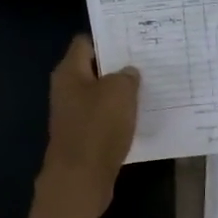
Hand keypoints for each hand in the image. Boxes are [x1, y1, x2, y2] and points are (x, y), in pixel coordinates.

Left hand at [40, 35, 139, 215]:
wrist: (80, 178)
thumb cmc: (97, 127)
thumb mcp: (119, 92)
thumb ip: (126, 75)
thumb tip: (128, 73)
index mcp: (69, 72)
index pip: (86, 43)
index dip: (108, 38)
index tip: (133, 40)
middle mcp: (67, 90)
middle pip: (94, 70)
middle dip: (118, 67)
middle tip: (148, 63)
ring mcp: (74, 115)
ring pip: (101, 96)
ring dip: (121, 94)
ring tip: (150, 88)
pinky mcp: (83, 137)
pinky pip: (104, 119)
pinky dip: (119, 117)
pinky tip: (140, 117)